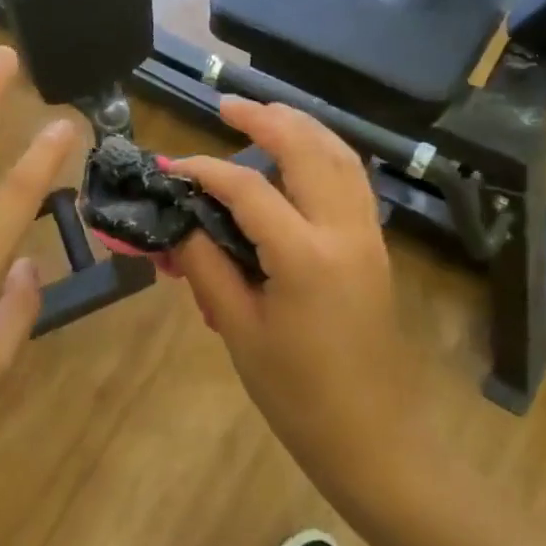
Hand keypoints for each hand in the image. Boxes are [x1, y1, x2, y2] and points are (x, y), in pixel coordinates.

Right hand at [170, 100, 427, 481]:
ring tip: (266, 115)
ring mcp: (368, 238)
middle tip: (228, 106)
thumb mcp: (239, 330)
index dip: (205, 171)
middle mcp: (345, 232)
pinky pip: (353, 183)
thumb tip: (179, 224)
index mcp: (306, 255)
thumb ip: (207, 267)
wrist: (373, 439)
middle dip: (268, 119)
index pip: (249, 189)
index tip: (170, 167)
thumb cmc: (297, 395)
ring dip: (304, 128)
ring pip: (342, 158)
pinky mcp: (376, 250)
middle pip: (309, 151)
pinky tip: (303, 157)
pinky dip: (326, 155)